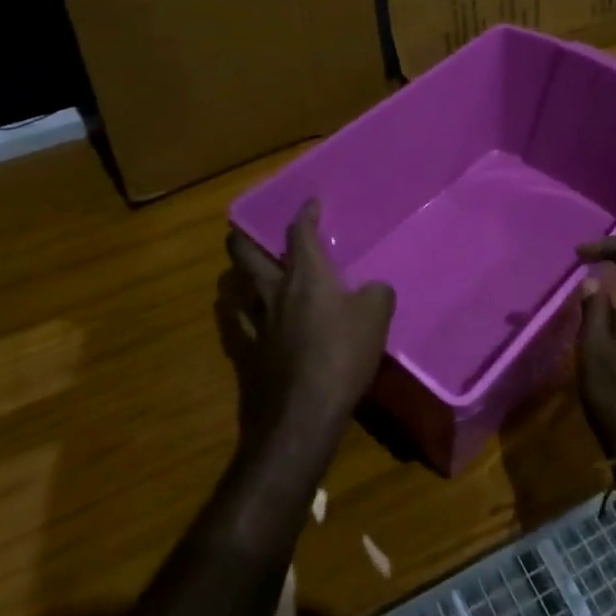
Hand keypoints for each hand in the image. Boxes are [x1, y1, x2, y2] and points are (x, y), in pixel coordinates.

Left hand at [227, 200, 394, 452]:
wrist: (304, 412)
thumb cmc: (343, 354)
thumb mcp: (376, 317)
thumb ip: (377, 294)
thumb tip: (373, 289)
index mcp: (307, 275)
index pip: (300, 233)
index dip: (305, 214)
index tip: (310, 203)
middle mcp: (276, 291)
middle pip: (248, 256)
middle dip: (244, 239)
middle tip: (243, 231)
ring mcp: (258, 324)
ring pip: (238, 290)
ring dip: (239, 278)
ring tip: (244, 275)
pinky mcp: (250, 355)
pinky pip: (239, 328)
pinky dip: (240, 318)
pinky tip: (244, 320)